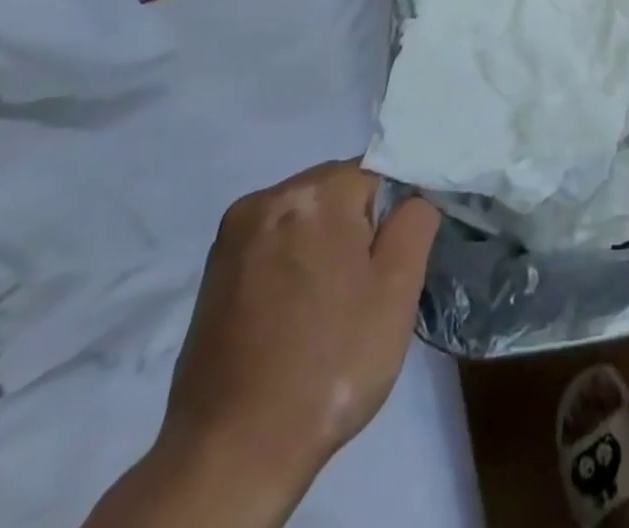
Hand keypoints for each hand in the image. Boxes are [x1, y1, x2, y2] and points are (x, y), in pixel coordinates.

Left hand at [154, 161, 439, 511]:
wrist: (231, 454)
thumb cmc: (329, 364)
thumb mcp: (398, 290)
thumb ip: (415, 222)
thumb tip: (411, 199)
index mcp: (316, 192)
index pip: (377, 173)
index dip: (391, 215)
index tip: (388, 262)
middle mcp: (268, 198)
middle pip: (336, 190)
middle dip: (355, 226)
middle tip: (361, 288)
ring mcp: (233, 235)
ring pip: (304, 217)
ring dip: (321, 244)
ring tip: (326, 305)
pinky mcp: (212, 272)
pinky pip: (272, 243)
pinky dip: (290, 264)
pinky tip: (292, 312)